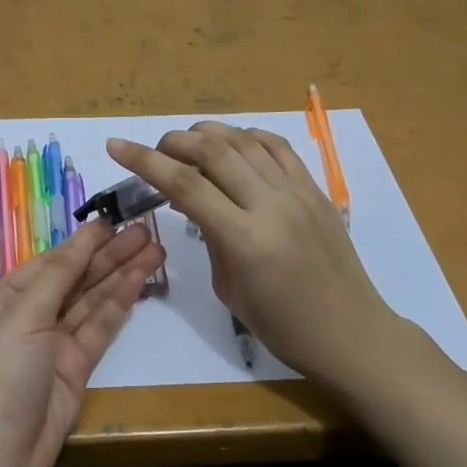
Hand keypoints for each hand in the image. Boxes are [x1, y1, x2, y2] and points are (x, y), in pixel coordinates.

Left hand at [0, 219, 163, 466]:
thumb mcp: (23, 316)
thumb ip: (59, 275)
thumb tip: (83, 236)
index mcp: (0, 299)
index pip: (48, 262)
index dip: (82, 243)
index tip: (113, 221)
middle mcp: (26, 316)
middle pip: (74, 279)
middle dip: (108, 255)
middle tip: (146, 230)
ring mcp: (52, 344)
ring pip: (91, 301)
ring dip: (120, 274)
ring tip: (155, 249)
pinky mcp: (75, 368)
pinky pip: (99, 328)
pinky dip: (119, 304)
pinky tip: (140, 279)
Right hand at [107, 122, 392, 383]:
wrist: (351, 333)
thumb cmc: (283, 326)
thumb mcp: (229, 288)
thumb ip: (209, 236)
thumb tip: (193, 200)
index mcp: (245, 240)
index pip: (185, 185)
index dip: (144, 161)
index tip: (115, 146)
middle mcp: (271, 205)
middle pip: (213, 150)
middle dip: (173, 141)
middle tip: (154, 150)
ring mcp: (298, 192)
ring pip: (244, 140)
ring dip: (207, 133)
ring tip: (187, 143)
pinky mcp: (316, 189)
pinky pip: (277, 147)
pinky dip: (247, 136)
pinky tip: (232, 144)